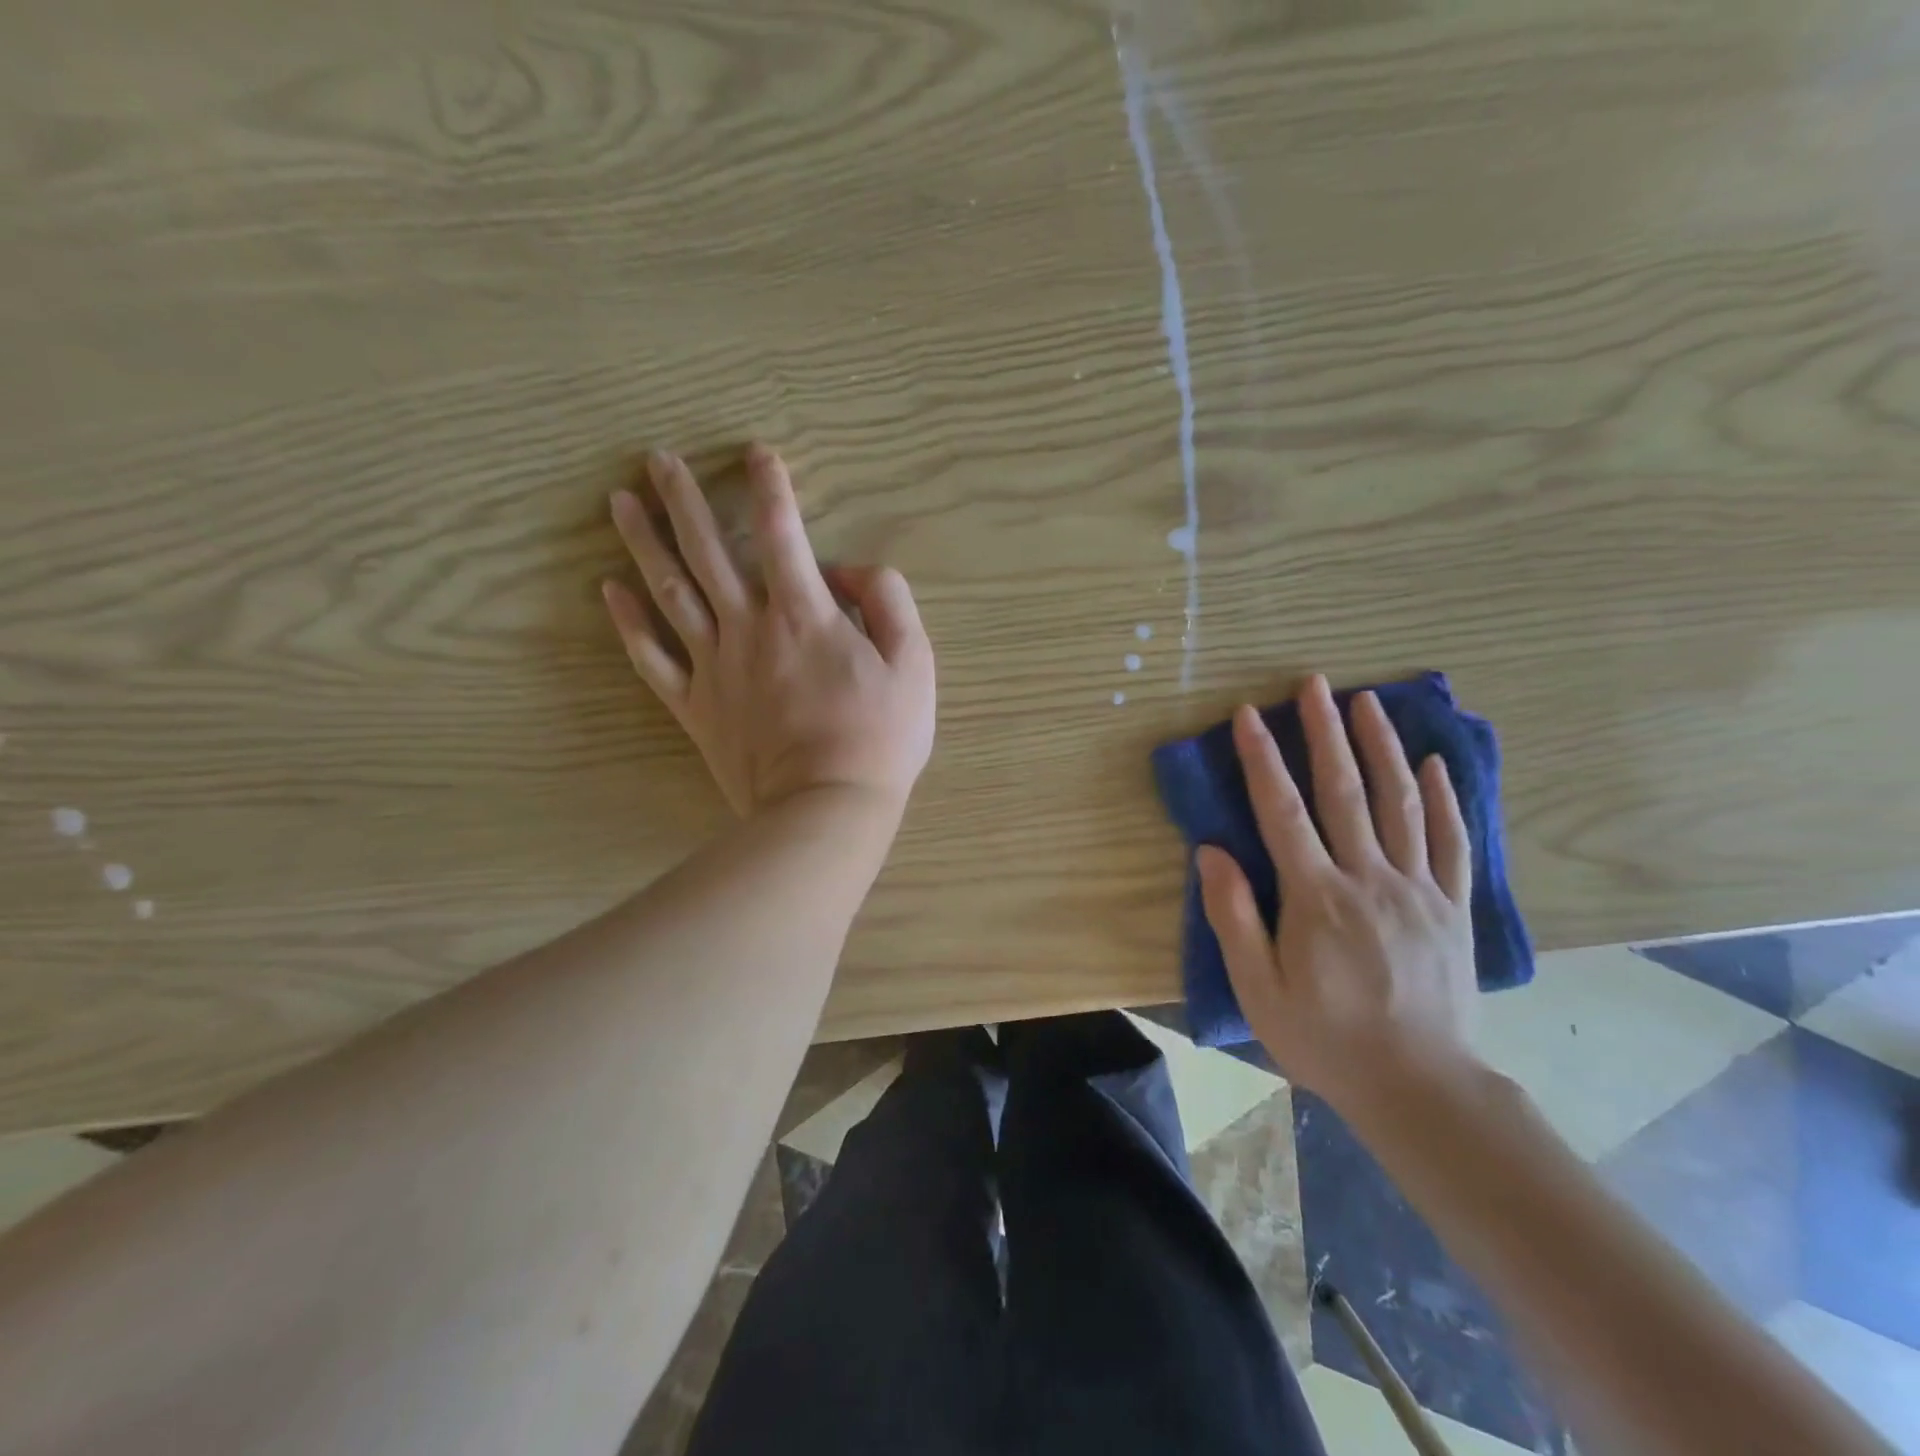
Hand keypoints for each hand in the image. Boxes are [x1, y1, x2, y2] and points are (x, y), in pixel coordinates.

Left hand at [602, 445, 935, 818]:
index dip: (771, 487)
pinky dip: (628, 623)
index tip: (757, 453)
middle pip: (709, 551)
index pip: (783, 534)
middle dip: (685, 499)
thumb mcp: (915, 663)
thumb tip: (848, 572)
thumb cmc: (880, 737)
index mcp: (804, 615)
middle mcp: (750, 628)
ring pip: (670, 592)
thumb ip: (887, 602)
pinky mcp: (695, 706)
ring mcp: (715, 667)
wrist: (826, 807)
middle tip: (659, 459)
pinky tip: (609, 590)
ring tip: (621, 502)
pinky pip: (652, 659)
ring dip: (644, 543)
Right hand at [1196, 675, 1479, 1117]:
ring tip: (1367, 702)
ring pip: (1401, 803)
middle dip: (1325, 732)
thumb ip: (1233, 917)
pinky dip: (1444, 798)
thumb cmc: (1326, 1038)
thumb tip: (1211, 853)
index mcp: (1317, 897)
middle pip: (1344, 791)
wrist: (1420, 1086)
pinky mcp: (1452, 907)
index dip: (1263, 759)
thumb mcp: (1259, 989)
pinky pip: (1451, 842)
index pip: (1283, 811)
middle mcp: (1369, 878)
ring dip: (1382, 747)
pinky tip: (1434, 763)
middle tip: (1314, 683)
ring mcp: (1418, 889)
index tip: (1248, 715)